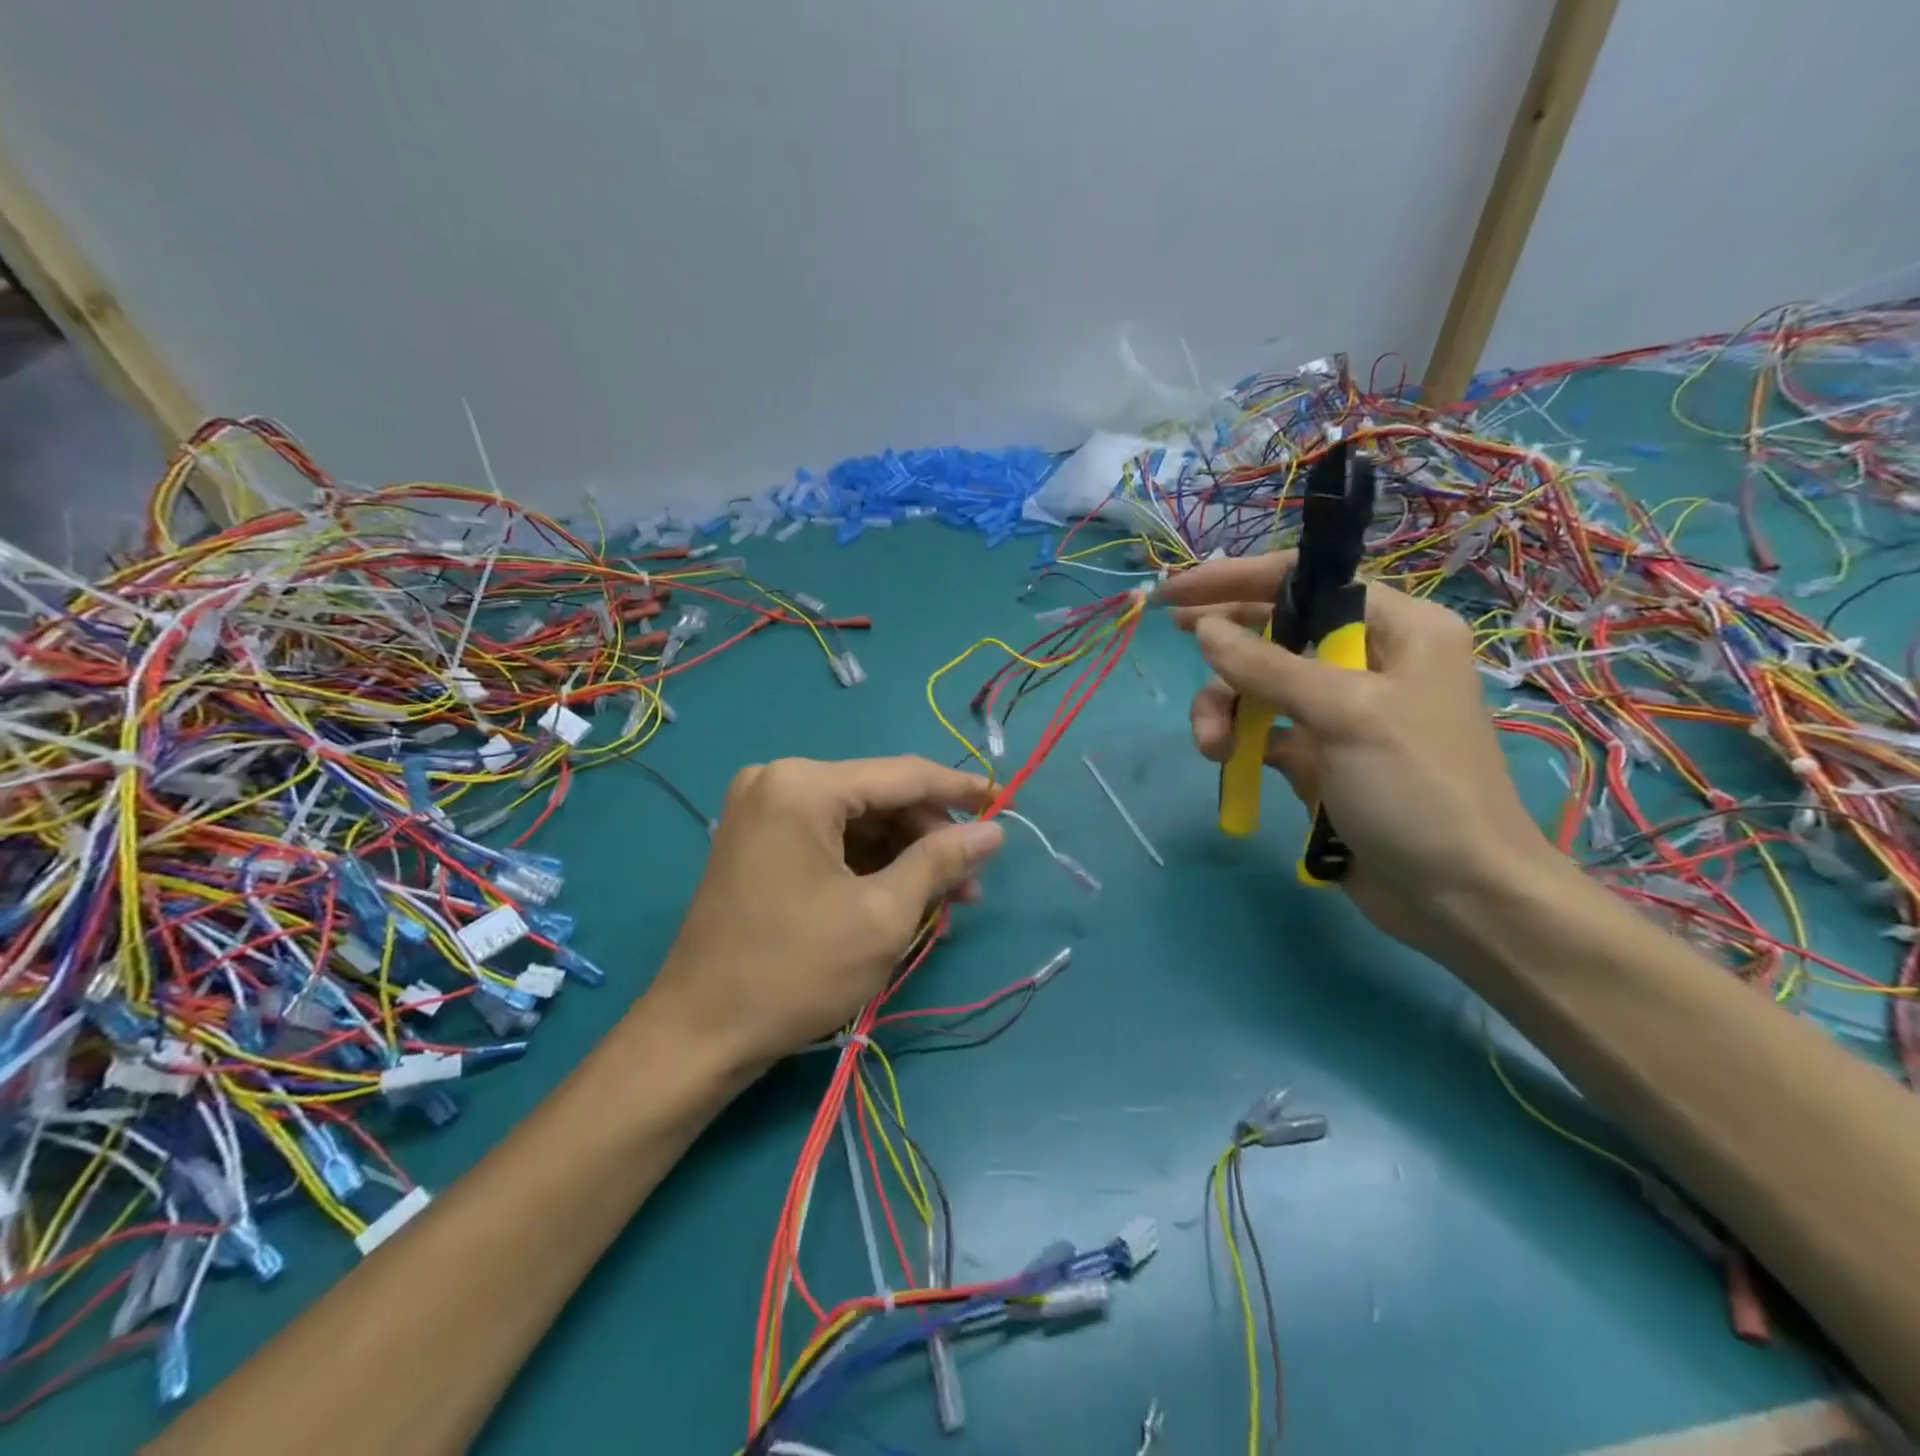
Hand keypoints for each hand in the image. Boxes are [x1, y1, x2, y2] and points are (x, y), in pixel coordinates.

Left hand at [642, 756, 1003, 1073]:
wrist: (699, 1032)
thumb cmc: (795, 971)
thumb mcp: (883, 915)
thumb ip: (941, 861)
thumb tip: (994, 831)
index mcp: (803, 785)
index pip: (903, 775)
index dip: (959, 790)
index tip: (1005, 804)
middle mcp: (778, 780)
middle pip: (879, 796)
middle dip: (929, 837)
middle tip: (971, 883)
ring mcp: (762, 809)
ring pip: (857, 820)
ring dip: (903, 855)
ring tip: (944, 901)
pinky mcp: (757, 839)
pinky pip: (829, 838)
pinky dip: (868, 864)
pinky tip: (901, 898)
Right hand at [1160, 552, 1557, 955]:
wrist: (1457, 896)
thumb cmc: (1419, 788)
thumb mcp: (1346, 714)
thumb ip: (1269, 666)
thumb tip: (1203, 629)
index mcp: (1398, 629)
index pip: (1306, 582)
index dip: (1238, 580)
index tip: (1179, 591)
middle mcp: (1367, 661)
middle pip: (1274, 631)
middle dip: (1225, 647)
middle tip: (1172, 638)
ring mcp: (1339, 712)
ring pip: (1258, 685)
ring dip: (1223, 707)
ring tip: (1210, 746)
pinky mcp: (1318, 756)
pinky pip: (1260, 730)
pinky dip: (1236, 739)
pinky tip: (1223, 760)